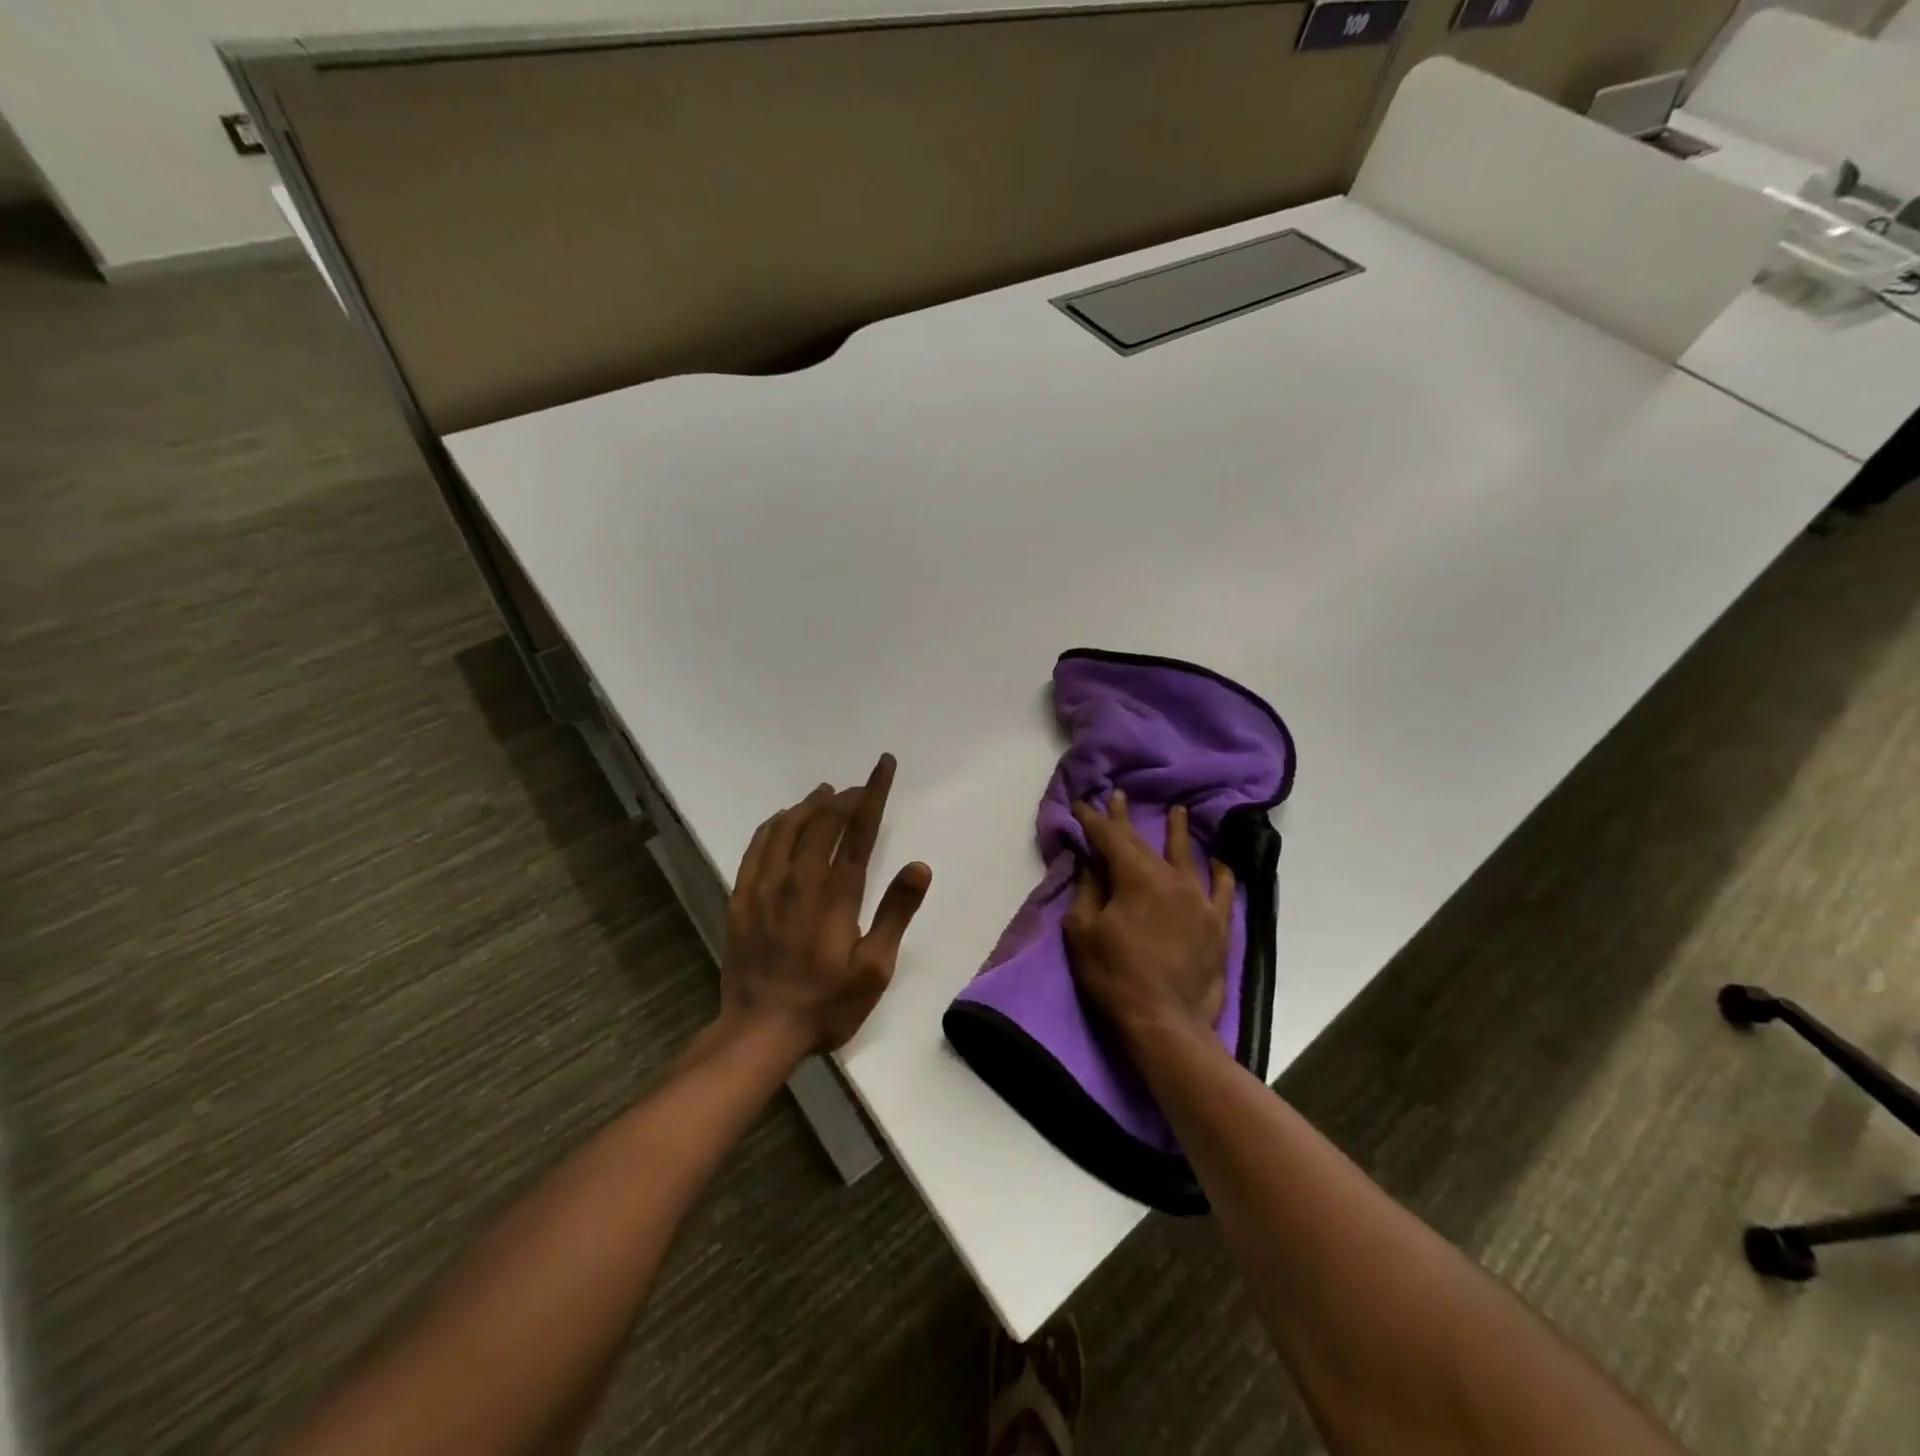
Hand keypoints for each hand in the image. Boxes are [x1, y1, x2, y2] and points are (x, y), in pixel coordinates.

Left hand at [720, 753, 932, 1056]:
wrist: (760, 1031)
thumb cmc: (826, 1004)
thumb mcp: (874, 969)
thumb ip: (896, 914)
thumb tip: (919, 867)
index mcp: (835, 894)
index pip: (858, 830)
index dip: (873, 793)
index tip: (883, 764)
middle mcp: (799, 879)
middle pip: (822, 821)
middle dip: (845, 797)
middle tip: (860, 787)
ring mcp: (765, 886)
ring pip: (787, 827)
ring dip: (809, 805)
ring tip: (825, 793)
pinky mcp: (742, 897)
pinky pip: (757, 846)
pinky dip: (774, 825)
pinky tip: (782, 820)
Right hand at [1064, 792, 1235, 1045]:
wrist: (1165, 1023)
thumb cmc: (1115, 976)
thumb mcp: (1083, 932)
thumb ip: (1087, 891)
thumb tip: (1090, 863)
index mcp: (1137, 879)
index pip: (1110, 838)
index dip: (1094, 820)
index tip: (1082, 805)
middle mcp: (1172, 880)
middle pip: (1145, 843)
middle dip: (1127, 820)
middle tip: (1119, 796)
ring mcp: (1200, 901)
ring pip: (1188, 857)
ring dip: (1179, 833)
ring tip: (1179, 811)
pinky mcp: (1218, 925)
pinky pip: (1223, 890)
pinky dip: (1221, 874)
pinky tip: (1221, 863)